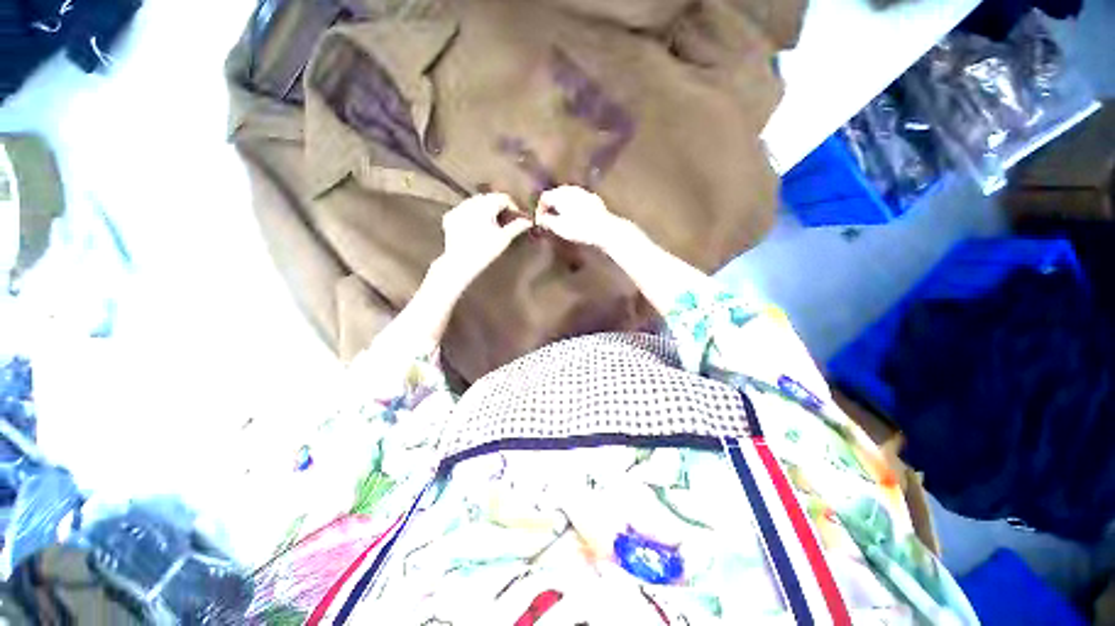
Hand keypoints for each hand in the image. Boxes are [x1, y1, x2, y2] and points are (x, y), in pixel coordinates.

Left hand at [438, 192, 530, 288]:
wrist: (460, 263)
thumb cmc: (485, 250)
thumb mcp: (504, 238)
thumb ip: (517, 227)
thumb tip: (528, 221)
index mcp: (485, 205)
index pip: (503, 198)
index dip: (513, 206)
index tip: (518, 217)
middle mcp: (471, 202)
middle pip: (489, 198)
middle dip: (499, 206)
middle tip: (507, 219)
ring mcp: (458, 208)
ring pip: (476, 202)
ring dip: (486, 209)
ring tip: (492, 222)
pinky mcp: (450, 217)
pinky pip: (464, 210)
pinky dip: (473, 214)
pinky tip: (477, 225)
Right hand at [535, 186, 628, 248]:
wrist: (604, 229)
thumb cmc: (579, 228)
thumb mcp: (559, 227)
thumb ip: (547, 221)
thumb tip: (540, 218)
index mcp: (560, 195)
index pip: (544, 197)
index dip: (540, 208)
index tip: (540, 219)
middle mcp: (571, 190)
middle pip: (556, 193)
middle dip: (551, 204)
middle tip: (549, 217)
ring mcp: (584, 192)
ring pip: (569, 195)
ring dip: (563, 204)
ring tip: (561, 216)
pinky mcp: (594, 199)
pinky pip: (579, 199)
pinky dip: (574, 205)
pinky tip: (576, 215)